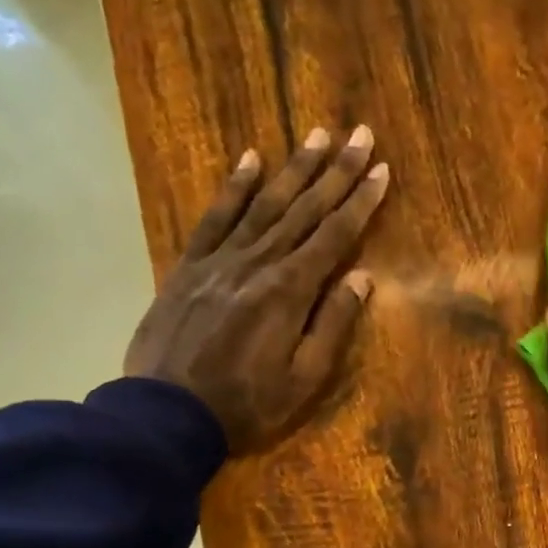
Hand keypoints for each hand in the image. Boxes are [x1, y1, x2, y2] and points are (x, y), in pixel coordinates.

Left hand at [124, 126, 388, 453]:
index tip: (381, 170)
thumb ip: (332, 325)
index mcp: (289, 291)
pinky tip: (251, 159)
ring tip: (317, 135)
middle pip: (304, 210)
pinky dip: (234, 187)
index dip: (360, 202)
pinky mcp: (188, 266)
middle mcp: (257, 263)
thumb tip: (362, 277)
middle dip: (336, 171)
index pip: (334, 236)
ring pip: (264, 204)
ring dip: (294, 169)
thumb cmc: (245, 405)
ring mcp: (220, 260)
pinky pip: (215, 217)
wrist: (166, 412)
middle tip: (360, 134)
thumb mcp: (303, 380)